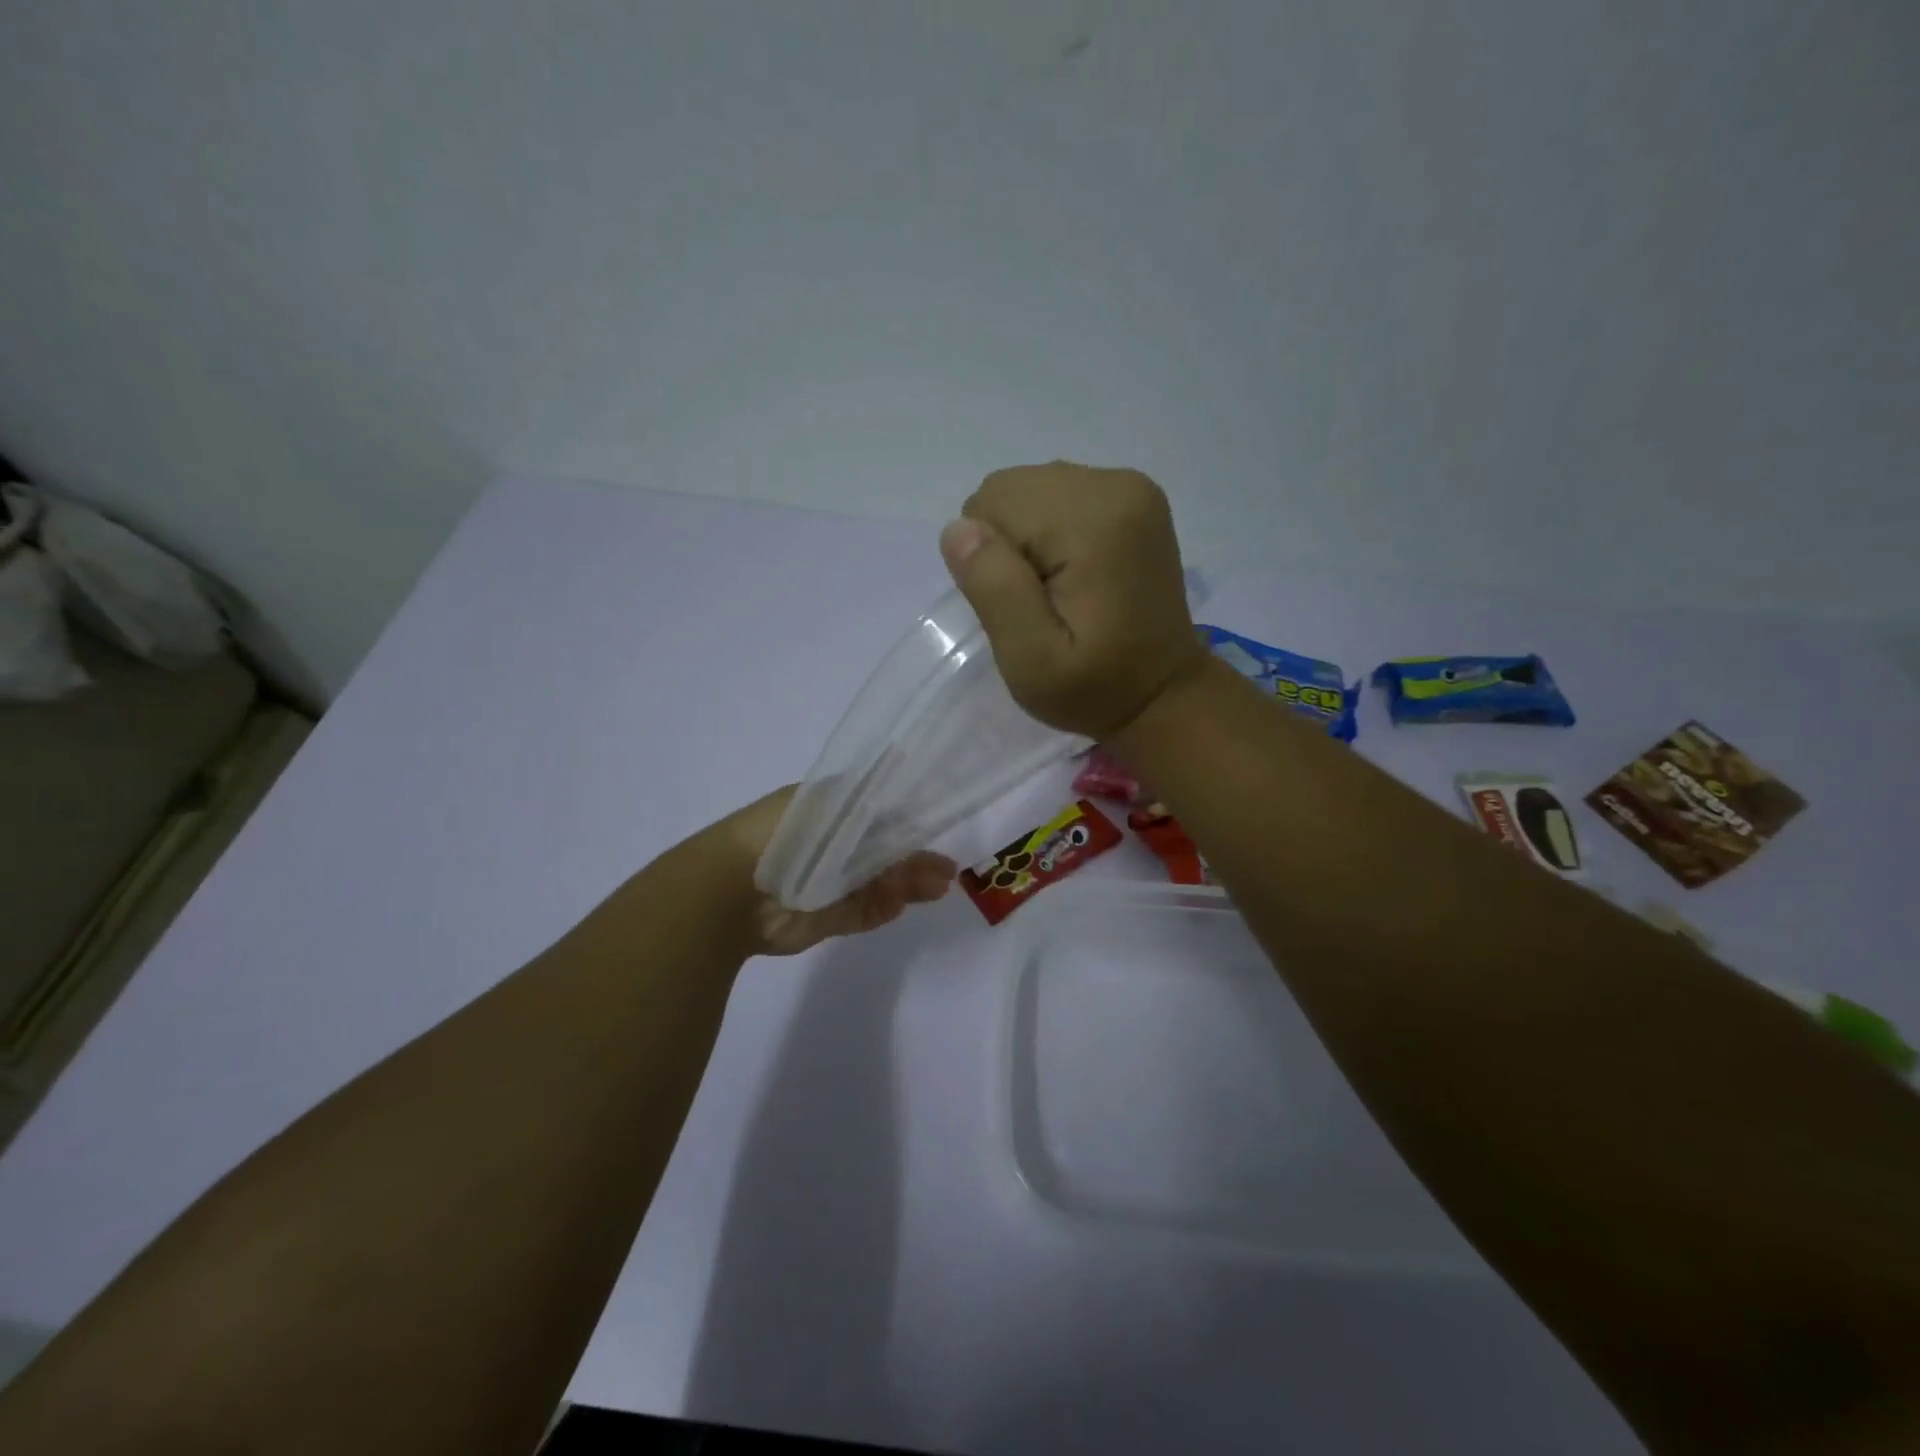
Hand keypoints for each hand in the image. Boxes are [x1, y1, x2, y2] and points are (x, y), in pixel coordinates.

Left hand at [716, 787, 956, 956]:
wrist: (731, 891)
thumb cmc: (782, 836)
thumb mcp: (831, 806)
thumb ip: (868, 795)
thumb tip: (901, 764)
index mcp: (827, 813)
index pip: (877, 814)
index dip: (907, 821)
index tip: (935, 826)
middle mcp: (829, 848)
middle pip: (883, 853)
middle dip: (914, 859)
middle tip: (947, 869)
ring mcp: (828, 885)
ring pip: (878, 884)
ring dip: (907, 885)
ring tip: (939, 887)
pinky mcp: (825, 918)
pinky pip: (862, 913)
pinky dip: (883, 908)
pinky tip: (901, 903)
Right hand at [939, 461, 1204, 738]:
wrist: (1163, 694)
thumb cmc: (1094, 688)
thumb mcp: (1032, 661)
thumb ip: (996, 591)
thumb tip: (960, 528)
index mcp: (1093, 520)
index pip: (991, 506)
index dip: (991, 562)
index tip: (1026, 606)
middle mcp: (1115, 485)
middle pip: (1009, 489)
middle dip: (1008, 545)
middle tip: (1040, 602)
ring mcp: (1129, 486)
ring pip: (1030, 491)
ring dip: (1028, 539)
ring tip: (1060, 590)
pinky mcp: (1133, 497)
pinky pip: (1057, 496)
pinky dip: (1050, 533)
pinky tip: (1076, 575)